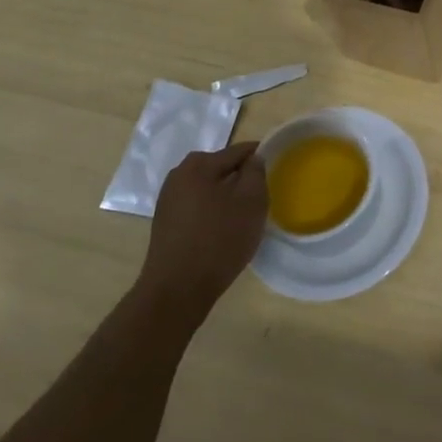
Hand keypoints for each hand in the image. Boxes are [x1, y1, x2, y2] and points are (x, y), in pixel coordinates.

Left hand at [138, 143, 269, 327]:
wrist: (177, 290)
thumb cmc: (219, 240)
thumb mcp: (251, 202)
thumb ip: (256, 173)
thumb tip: (254, 159)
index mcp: (198, 165)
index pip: (238, 151)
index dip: (260, 157)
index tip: (276, 169)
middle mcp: (178, 176)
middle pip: (221, 168)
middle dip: (241, 178)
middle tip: (261, 196)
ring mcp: (168, 200)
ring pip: (208, 188)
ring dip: (226, 196)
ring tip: (244, 216)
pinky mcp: (165, 223)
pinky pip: (197, 206)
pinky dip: (212, 211)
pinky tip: (223, 230)